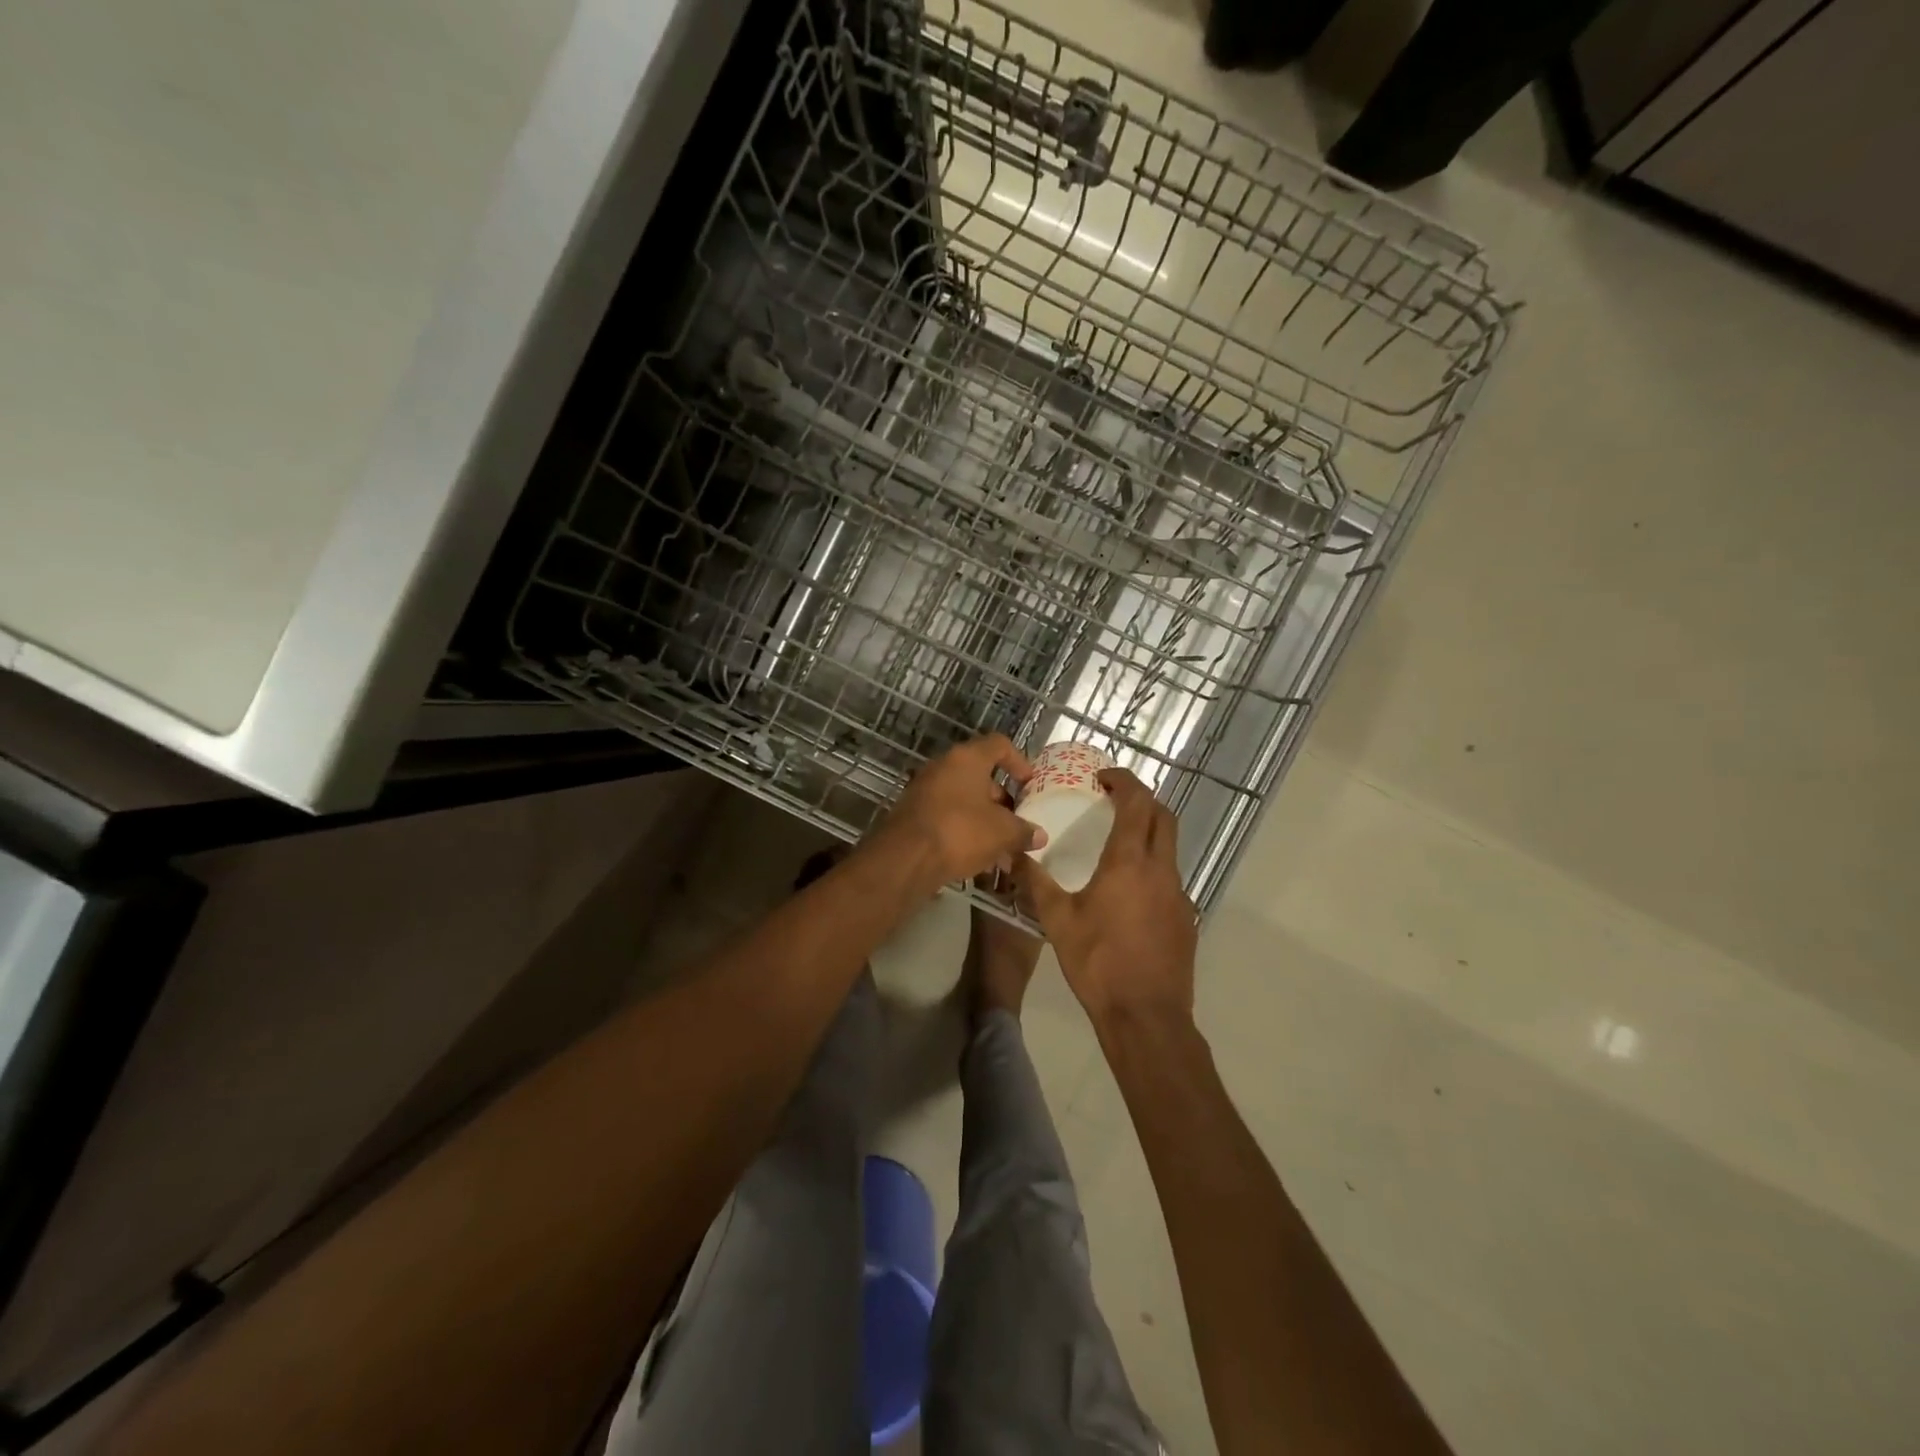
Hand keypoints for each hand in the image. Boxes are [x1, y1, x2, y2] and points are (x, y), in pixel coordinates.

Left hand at [871, 735, 1039, 891]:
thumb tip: (1039, 835)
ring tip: (1004, 851)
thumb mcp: (1002, 832)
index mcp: (967, 759)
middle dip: (1003, 801)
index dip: (1019, 761)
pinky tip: (979, 861)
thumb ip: (1024, 831)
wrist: (904, 859)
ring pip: (965, 801)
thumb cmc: (960, 831)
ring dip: (986, 821)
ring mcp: (925, 791)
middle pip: (981, 776)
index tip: (1030, 784)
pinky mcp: (914, 815)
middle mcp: (943, 767)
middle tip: (1018, 823)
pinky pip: (948, 818)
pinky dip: (965, 833)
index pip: (999, 745)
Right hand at [1018, 769, 1196, 1031]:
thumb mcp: (1058, 920)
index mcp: (1130, 862)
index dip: (1124, 781)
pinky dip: (1152, 866)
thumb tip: (1013, 854)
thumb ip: (1036, 882)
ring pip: (1170, 847)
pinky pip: (1170, 877)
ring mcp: (1179, 894)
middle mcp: (1161, 869)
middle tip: (1113, 800)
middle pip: (1163, 816)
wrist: (1146, 1016)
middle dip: (1142, 799)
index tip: (1102, 777)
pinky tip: (1128, 891)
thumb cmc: (1098, 962)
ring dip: (1149, 833)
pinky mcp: (1185, 917)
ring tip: (1117, 842)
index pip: (1137, 802)